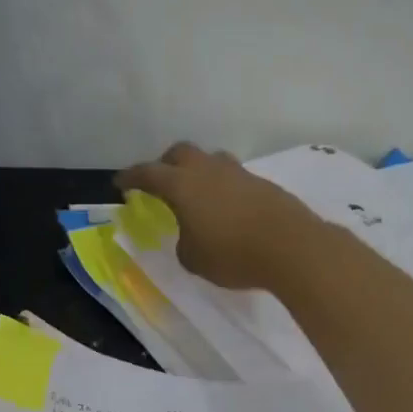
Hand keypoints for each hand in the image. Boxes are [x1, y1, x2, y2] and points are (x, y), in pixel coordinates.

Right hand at [115, 142, 324, 290]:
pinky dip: (222, 187)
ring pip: (210, 160)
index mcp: (182, 185)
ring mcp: (238, 173)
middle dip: (165, 164)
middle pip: (180, 153)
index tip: (119, 183)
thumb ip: (184, 241)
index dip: (131, 177)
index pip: (148, 173)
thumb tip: (191, 234)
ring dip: (198, 172)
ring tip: (197, 194)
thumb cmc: (232, 254)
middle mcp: (208, 170)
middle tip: (160, 182)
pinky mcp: (263, 184)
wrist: (292, 247)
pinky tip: (226, 209)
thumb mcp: (193, 259)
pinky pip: (233, 178)